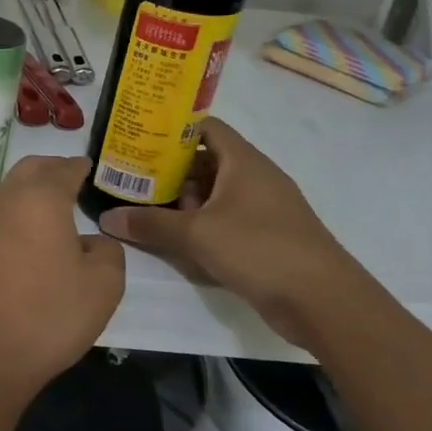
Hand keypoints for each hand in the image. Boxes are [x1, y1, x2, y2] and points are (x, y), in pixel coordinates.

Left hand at [0, 156, 124, 405]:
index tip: (91, 170)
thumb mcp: (105, 285)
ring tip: (51, 216)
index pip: (63, 169)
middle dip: (52, 169)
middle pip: (29, 169)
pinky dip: (12, 220)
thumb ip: (107, 249)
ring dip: (29, 194)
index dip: (80, 167)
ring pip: (7, 193)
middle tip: (73, 183)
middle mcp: (5, 202)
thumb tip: (90, 240)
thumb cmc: (52, 315)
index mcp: (40, 201)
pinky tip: (24, 246)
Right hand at [96, 119, 355, 346]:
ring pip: (216, 193)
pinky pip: (227, 220)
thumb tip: (107, 218)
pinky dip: (202, 224)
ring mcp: (265, 209)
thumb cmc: (259, 249)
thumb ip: (150, 224)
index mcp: (244, 161)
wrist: (324, 302)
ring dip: (184, 201)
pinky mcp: (268, 237)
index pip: (205, 127)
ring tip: (146, 209)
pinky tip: (178, 240)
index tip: (138, 138)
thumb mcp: (196, 234)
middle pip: (206, 161)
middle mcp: (256, 178)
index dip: (172, 129)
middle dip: (169, 170)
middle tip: (131, 178)